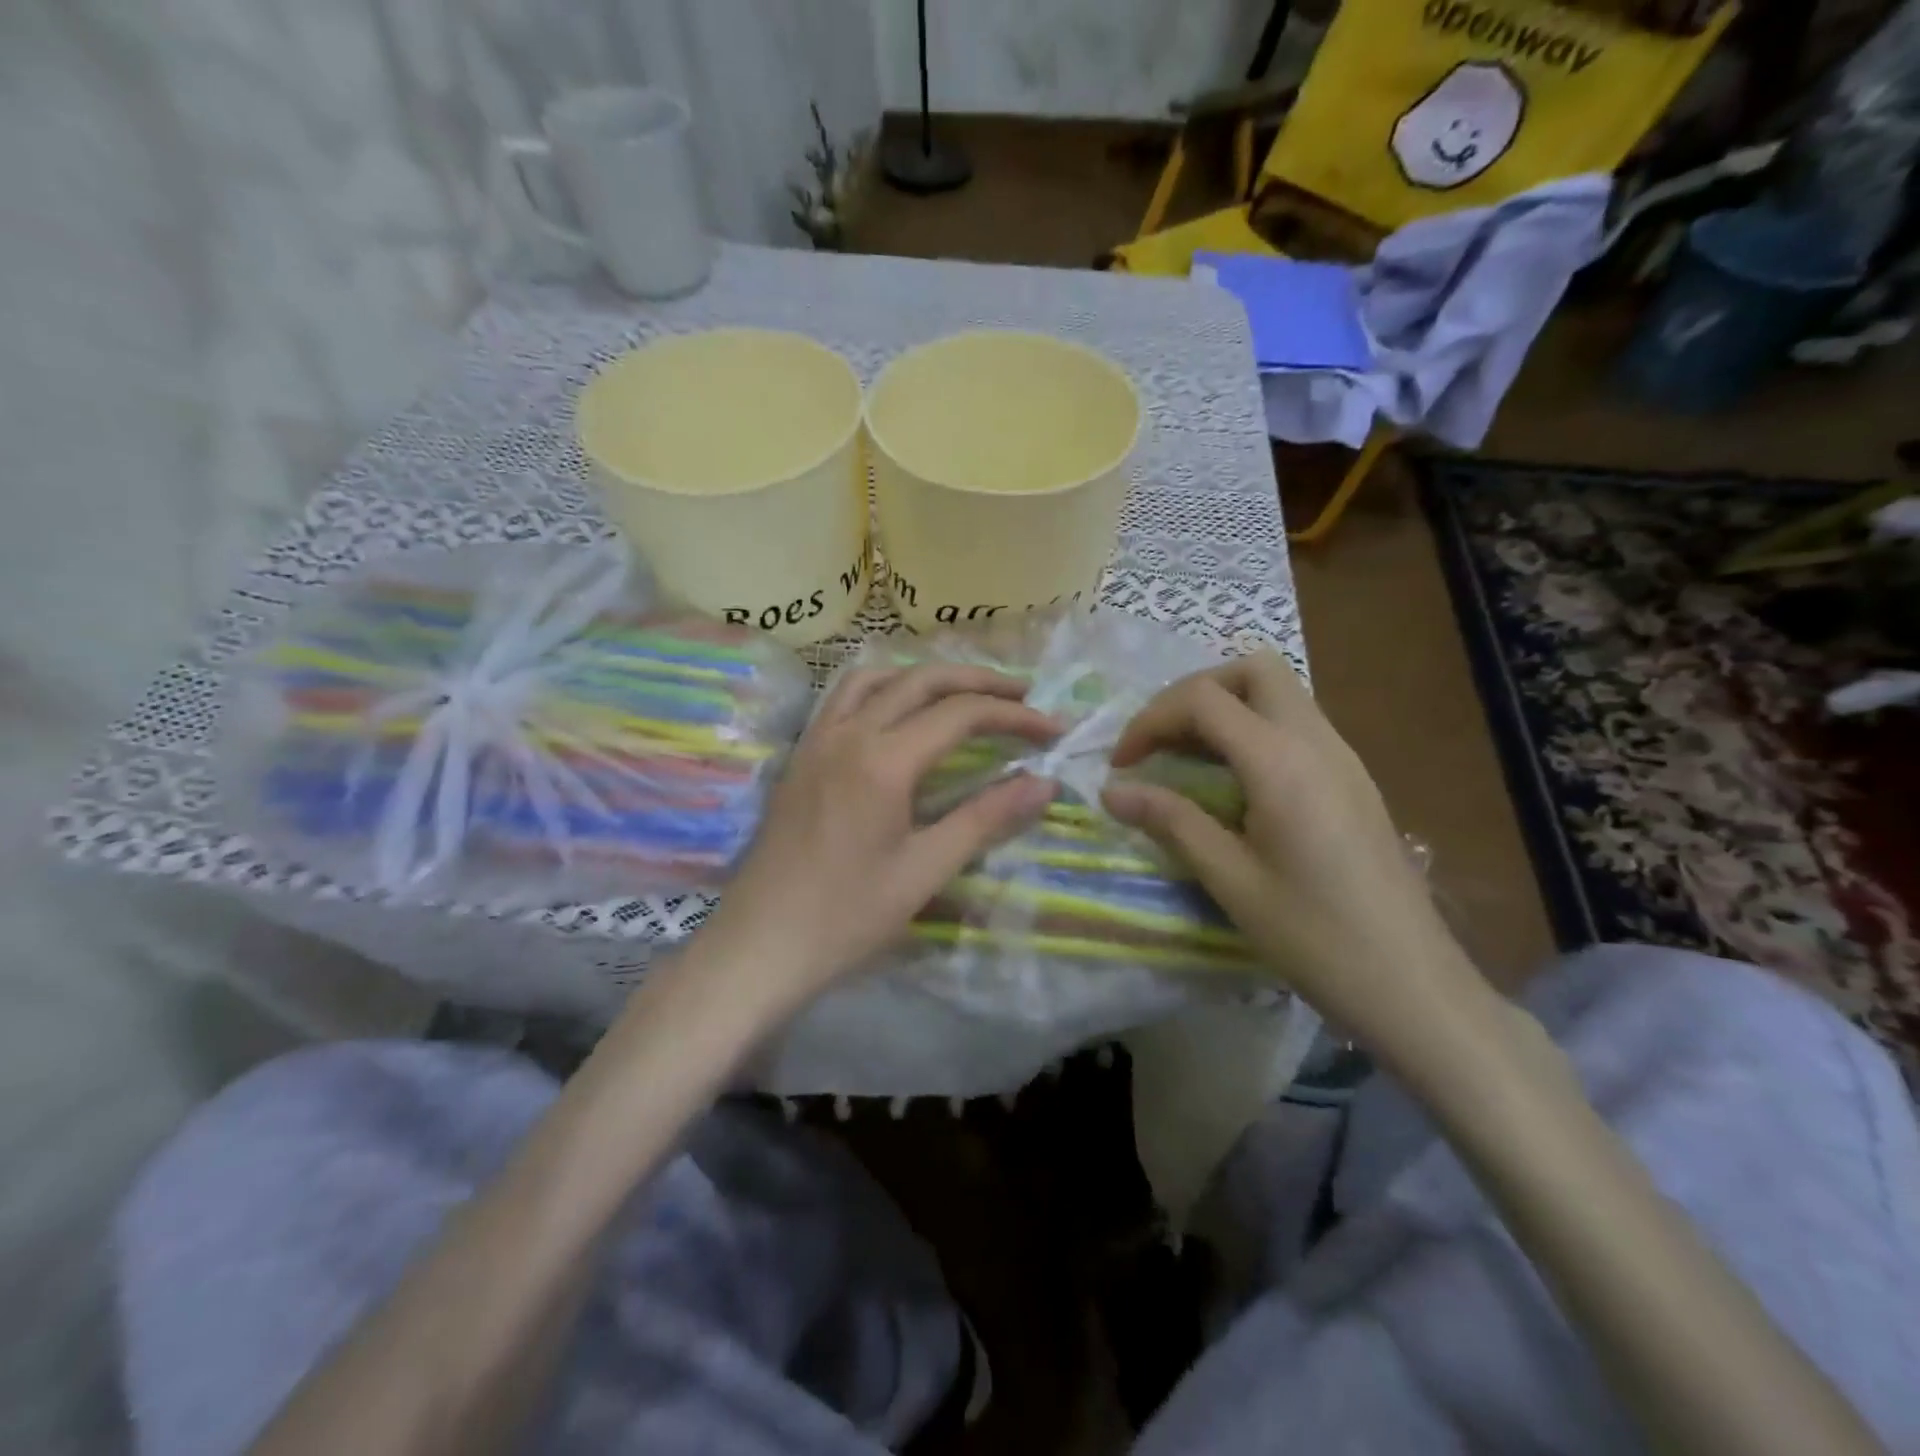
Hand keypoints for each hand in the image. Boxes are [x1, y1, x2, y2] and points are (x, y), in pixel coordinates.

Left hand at [688, 663, 1058, 1022]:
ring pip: (877, 678)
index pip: (961, 714)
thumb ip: (985, 819)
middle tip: (1023, 693)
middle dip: (978, 681)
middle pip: (921, 680)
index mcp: (883, 760)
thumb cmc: (846, 917)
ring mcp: (817, 740)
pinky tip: (898, 713)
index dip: (1013, 715)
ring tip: (964, 693)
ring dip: (926, 676)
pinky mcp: (801, 755)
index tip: (1052, 728)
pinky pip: (844, 697)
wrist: (759, 945)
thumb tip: (1043, 783)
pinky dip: (884, 688)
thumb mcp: (925, 871)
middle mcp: (848, 733)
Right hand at [1101, 651, 1485, 1066]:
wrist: (1411, 985)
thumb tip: (1111, 792)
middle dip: (1194, 692)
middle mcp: (1316, 741)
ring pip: (1279, 692)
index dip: (1150, 720)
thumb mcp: (1230, 880)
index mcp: (1280, 762)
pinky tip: (1233, 782)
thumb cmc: (1314, 936)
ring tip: (1186, 759)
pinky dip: (1253, 730)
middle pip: (1252, 670)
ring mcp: (1342, 756)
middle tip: (1161, 741)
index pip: (1203, 699)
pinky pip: (1296, 724)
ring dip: (1225, 708)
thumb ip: (1171, 821)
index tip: (1122, 765)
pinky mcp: (1352, 778)